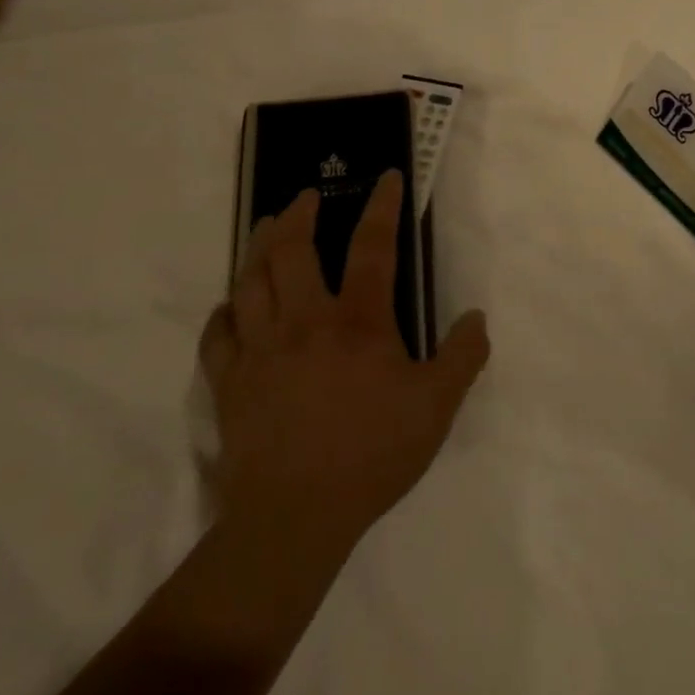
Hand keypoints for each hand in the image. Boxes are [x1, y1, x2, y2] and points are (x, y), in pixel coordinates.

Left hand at [199, 173, 490, 568]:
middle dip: (299, 216)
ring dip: (257, 248)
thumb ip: (463, 355)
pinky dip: (224, 313)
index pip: (373, 248)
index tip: (387, 177)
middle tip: (305, 197)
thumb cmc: (373, 453)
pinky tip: (230, 306)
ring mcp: (260, 352)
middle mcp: (305, 323)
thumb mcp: (438, 406)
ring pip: (249, 283)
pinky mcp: (230, 385)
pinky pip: (218, 336)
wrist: (295, 517)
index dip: (383, 207)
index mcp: (358, 322)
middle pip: (292, 253)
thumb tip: (475, 317)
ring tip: (265, 228)